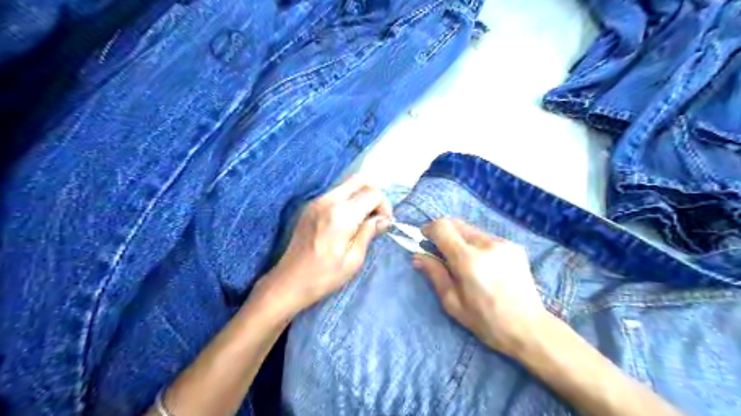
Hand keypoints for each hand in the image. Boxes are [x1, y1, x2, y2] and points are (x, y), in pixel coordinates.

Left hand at [266, 175, 392, 315]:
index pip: (372, 193)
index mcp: (341, 215)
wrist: (289, 282)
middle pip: (359, 180)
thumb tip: (383, 219)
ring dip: (360, 196)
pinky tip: (348, 220)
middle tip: (376, 216)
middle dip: (373, 194)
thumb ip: (368, 233)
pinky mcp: (310, 206)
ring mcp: (316, 201)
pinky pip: (335, 193)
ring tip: (363, 219)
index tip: (384, 223)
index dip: (384, 205)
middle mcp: (328, 201)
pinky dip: (348, 199)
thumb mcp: (353, 260)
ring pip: (347, 184)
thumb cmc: (324, 276)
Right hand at [415, 218, 545, 356]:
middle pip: (456, 223)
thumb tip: (417, 256)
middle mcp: (487, 244)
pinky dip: (477, 245)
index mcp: (468, 260)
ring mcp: (503, 243)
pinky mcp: (514, 247)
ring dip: (460, 239)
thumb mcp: (452, 302)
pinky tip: (483, 265)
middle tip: (440, 252)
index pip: (442, 227)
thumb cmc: (486, 321)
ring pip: (471, 230)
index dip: (429, 229)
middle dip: (443, 232)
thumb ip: (435, 274)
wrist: (529, 328)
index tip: (424, 239)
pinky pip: (487, 238)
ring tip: (464, 263)